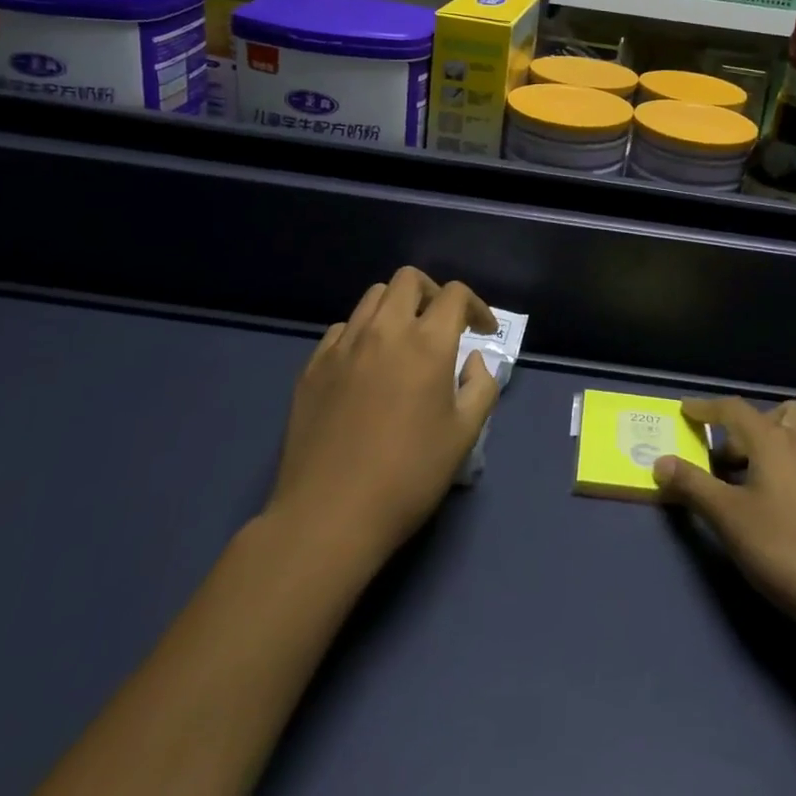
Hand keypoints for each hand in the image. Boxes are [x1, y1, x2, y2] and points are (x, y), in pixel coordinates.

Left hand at [267, 267, 498, 563]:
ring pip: (372, 298)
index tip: (483, 331)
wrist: (329, 516)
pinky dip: (362, 333)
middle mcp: (383, 331)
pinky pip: (341, 329)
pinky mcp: (312, 367)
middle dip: (433, 294)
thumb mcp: (465, 434)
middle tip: (443, 326)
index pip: (454, 295)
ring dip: (397, 308)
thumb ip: (481, 385)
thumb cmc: (409, 475)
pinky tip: (367, 367)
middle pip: (409, 280)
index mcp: (426, 343)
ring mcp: (342, 346)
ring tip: (404, 341)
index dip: (476, 306)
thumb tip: (471, 360)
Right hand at [654, 397, 795, 644]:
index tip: (685, 409)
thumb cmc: (784, 549)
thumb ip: (693, 486)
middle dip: (742, 427)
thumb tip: (660, 462)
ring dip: (776, 433)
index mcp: (772, 440)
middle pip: (770, 413)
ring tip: (756, 467)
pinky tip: (787, 486)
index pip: (733, 408)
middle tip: (723, 462)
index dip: (706, 407)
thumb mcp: (729, 518)